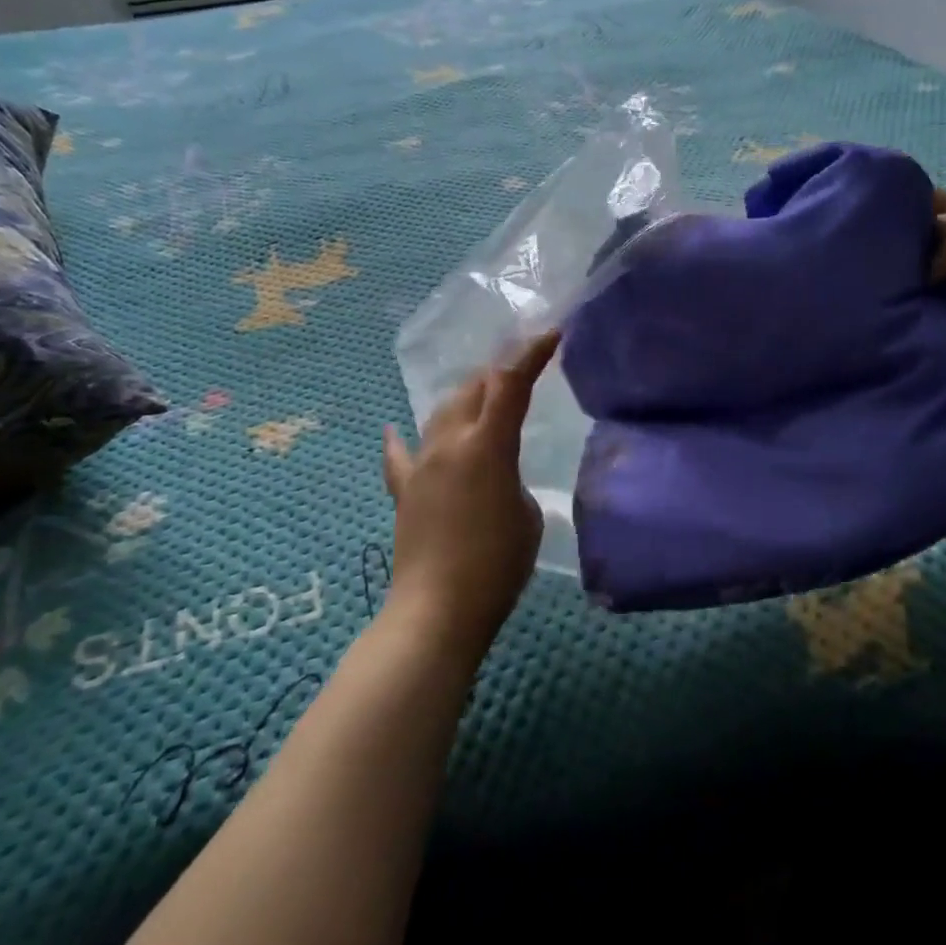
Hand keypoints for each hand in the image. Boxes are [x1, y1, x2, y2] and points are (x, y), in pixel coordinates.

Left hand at [381, 330, 560, 654]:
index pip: (510, 384)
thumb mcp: (527, 516)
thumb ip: (512, 479)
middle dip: (497, 374)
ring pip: (441, 413)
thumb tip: (495, 476)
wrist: (437, 609)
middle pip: (472, 389)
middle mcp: (449, 443)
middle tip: (519, 372)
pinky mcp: (404, 490)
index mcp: (487, 445)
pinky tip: (395, 428)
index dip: (531, 354)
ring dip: (464, 400)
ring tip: (480, 398)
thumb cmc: (497, 565)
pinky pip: (401, 455)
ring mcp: (421, 464)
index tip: (550, 335)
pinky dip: (403, 440)